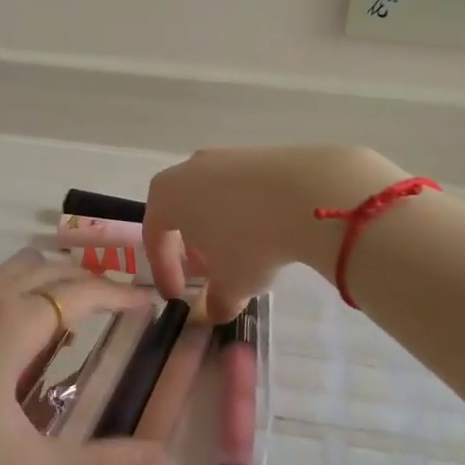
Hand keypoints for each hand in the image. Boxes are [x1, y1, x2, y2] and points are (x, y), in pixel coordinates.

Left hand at [0, 250, 174, 464]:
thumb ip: (102, 464)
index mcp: (15, 322)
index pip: (83, 292)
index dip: (121, 294)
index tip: (148, 303)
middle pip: (48, 268)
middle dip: (87, 279)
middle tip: (113, 303)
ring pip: (10, 266)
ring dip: (45, 275)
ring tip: (63, 303)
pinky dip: (6, 282)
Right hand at [143, 145, 401, 321]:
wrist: (309, 193)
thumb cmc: (251, 240)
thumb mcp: (231, 283)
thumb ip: (217, 301)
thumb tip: (218, 311)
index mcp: (166, 195)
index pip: (154, 236)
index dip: (164, 270)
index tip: (179, 296)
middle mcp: (188, 169)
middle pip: (181, 212)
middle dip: (192, 247)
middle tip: (209, 274)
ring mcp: (225, 157)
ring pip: (211, 199)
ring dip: (220, 229)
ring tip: (242, 256)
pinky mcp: (259, 154)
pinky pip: (241, 189)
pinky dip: (246, 212)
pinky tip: (267, 232)